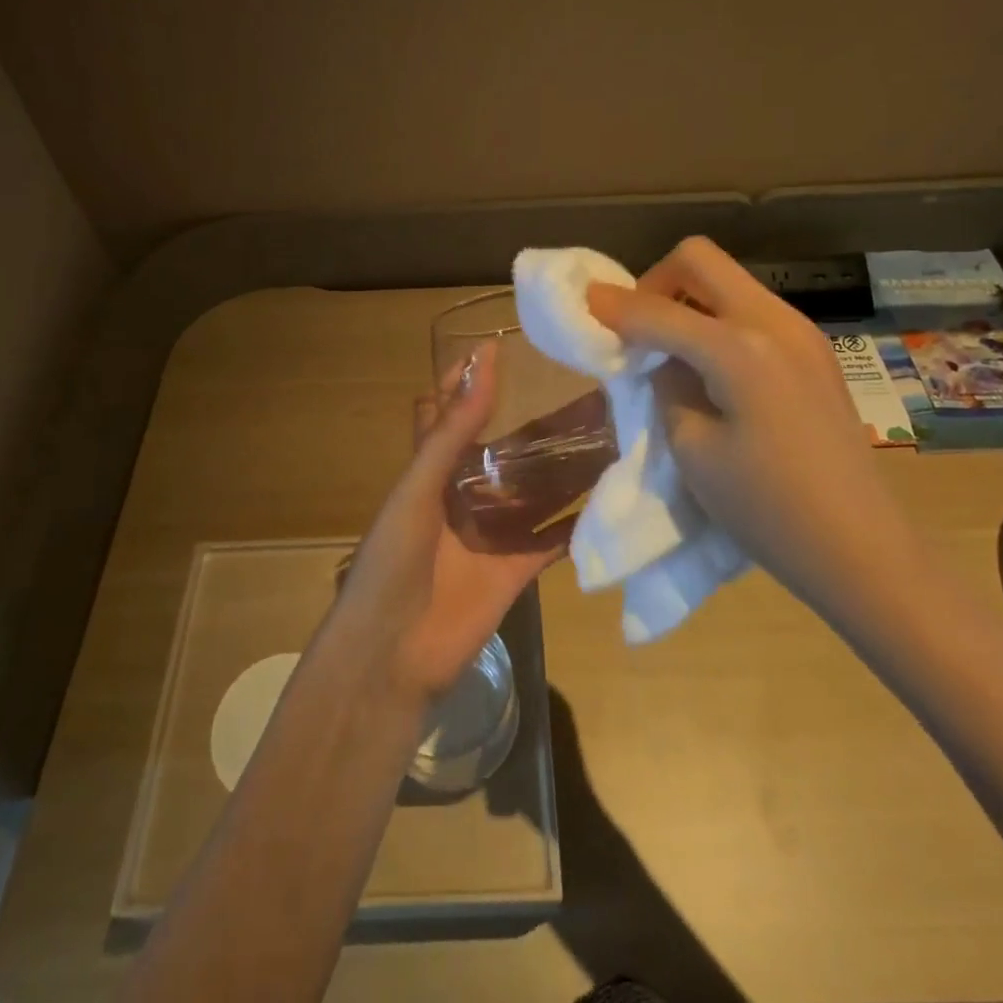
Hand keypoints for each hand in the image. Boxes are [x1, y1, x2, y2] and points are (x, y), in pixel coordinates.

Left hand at [328, 343, 574, 705]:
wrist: (392, 655)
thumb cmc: (393, 560)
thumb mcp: (418, 487)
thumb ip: (453, 429)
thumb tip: (483, 359)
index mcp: (431, 473)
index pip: (447, 415)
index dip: (466, 382)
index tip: (501, 347)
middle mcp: (464, 498)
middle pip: (505, 453)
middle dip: (536, 427)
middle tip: (582, 392)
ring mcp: (492, 535)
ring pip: (535, 493)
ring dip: (563, 470)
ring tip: (607, 435)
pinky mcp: (516, 570)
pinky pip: (552, 541)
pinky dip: (576, 524)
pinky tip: (610, 498)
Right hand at [585, 237, 917, 622]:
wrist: (861, 549)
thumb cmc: (766, 510)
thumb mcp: (693, 449)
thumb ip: (666, 384)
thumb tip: (656, 355)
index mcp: (740, 349)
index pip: (658, 310)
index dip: (613, 306)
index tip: (582, 304)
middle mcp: (774, 321)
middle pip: (699, 260)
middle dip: (655, 283)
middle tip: (635, 328)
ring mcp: (801, 331)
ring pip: (728, 281)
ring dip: (687, 300)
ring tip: (670, 351)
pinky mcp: (813, 350)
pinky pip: (751, 309)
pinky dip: (716, 319)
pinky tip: (710, 367)